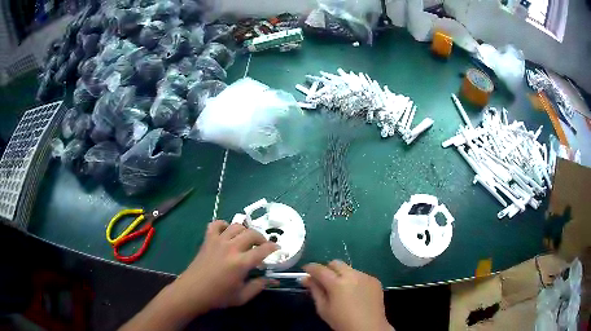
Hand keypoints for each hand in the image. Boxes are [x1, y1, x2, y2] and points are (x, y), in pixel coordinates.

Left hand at [121, 220, 277, 330]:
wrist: (192, 291)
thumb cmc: (218, 297)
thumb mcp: (242, 297)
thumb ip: (258, 286)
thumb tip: (271, 279)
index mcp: (241, 263)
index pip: (263, 250)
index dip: (273, 247)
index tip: (277, 248)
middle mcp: (231, 248)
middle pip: (251, 234)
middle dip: (261, 238)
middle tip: (263, 245)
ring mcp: (218, 241)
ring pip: (236, 226)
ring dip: (245, 231)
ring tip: (247, 239)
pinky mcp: (207, 240)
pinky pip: (216, 224)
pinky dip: (224, 225)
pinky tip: (227, 233)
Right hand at [301, 261, 392, 330]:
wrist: (368, 327)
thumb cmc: (342, 321)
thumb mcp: (323, 309)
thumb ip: (315, 291)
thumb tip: (306, 279)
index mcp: (337, 283)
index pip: (320, 269)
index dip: (310, 268)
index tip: (305, 270)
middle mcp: (352, 275)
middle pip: (336, 263)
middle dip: (327, 269)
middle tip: (324, 280)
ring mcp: (365, 276)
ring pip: (349, 268)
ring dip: (342, 274)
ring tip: (342, 289)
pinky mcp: (375, 280)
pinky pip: (361, 275)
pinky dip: (354, 280)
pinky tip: (355, 293)